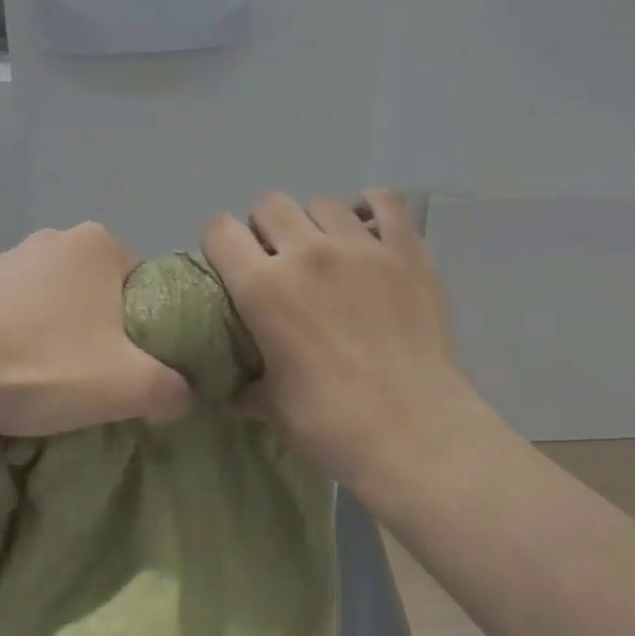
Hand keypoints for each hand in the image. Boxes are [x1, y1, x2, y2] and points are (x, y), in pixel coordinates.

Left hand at [0, 224, 193, 437]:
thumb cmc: (46, 366)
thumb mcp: (129, 387)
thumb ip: (174, 389)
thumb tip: (185, 395)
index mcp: (99, 244)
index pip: (142, 282)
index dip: (143, 325)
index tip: (130, 361)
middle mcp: (55, 238)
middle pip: (100, 289)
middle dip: (101, 325)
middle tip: (95, 372)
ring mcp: (8, 258)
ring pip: (56, 298)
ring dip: (59, 328)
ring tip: (50, 375)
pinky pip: (15, 309)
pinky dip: (20, 332)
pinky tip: (12, 368)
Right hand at [201, 190, 475, 483]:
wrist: (416, 433)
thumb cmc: (332, 425)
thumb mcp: (272, 408)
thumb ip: (246, 386)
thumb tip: (234, 389)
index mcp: (263, 287)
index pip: (219, 230)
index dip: (218, 242)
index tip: (229, 264)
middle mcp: (308, 253)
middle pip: (269, 204)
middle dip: (265, 228)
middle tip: (278, 262)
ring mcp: (362, 246)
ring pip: (323, 203)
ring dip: (315, 223)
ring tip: (327, 253)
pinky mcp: (407, 251)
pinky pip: (386, 202)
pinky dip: (371, 208)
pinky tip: (368, 230)